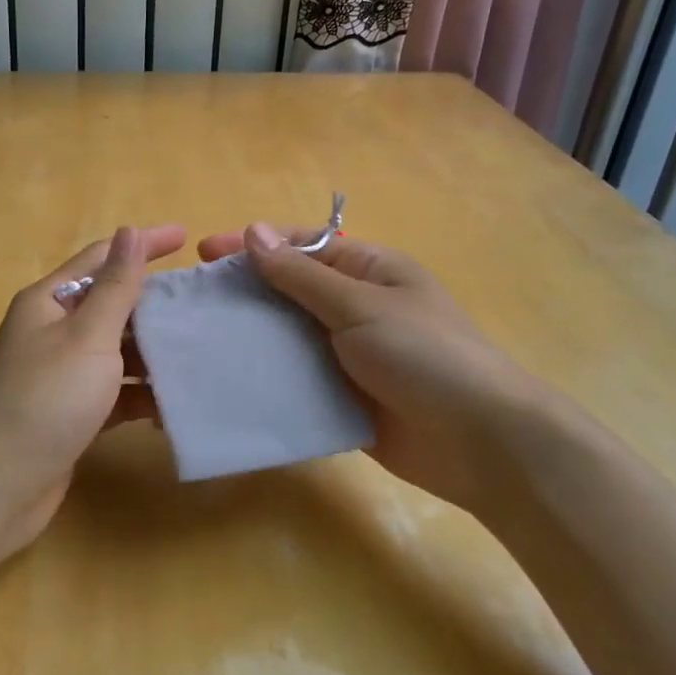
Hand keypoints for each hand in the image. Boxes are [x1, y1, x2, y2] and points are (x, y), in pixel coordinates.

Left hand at [0, 224, 185, 554]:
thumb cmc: (45, 398)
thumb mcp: (88, 335)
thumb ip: (115, 286)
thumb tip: (129, 231)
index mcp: (50, 301)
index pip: (102, 258)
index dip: (142, 244)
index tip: (186, 238)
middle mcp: (53, 331)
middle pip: (111, 305)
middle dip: (155, 304)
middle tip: (203, 304)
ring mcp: (61, 374)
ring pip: (116, 351)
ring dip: (152, 352)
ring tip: (199, 352)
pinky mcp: (72, 413)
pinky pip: (115, 392)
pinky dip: (141, 394)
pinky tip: (173, 405)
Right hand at [196, 223, 540, 512]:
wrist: (481, 443)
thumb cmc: (425, 356)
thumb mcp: (360, 306)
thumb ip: (302, 274)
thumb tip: (255, 231)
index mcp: (367, 271)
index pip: (300, 246)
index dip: (253, 245)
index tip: (204, 253)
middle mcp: (354, 307)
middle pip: (288, 290)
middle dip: (244, 292)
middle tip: (194, 302)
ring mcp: (347, 354)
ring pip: (287, 336)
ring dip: (250, 336)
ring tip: (200, 340)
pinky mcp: (340, 396)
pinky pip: (295, 377)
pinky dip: (266, 376)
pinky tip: (228, 379)